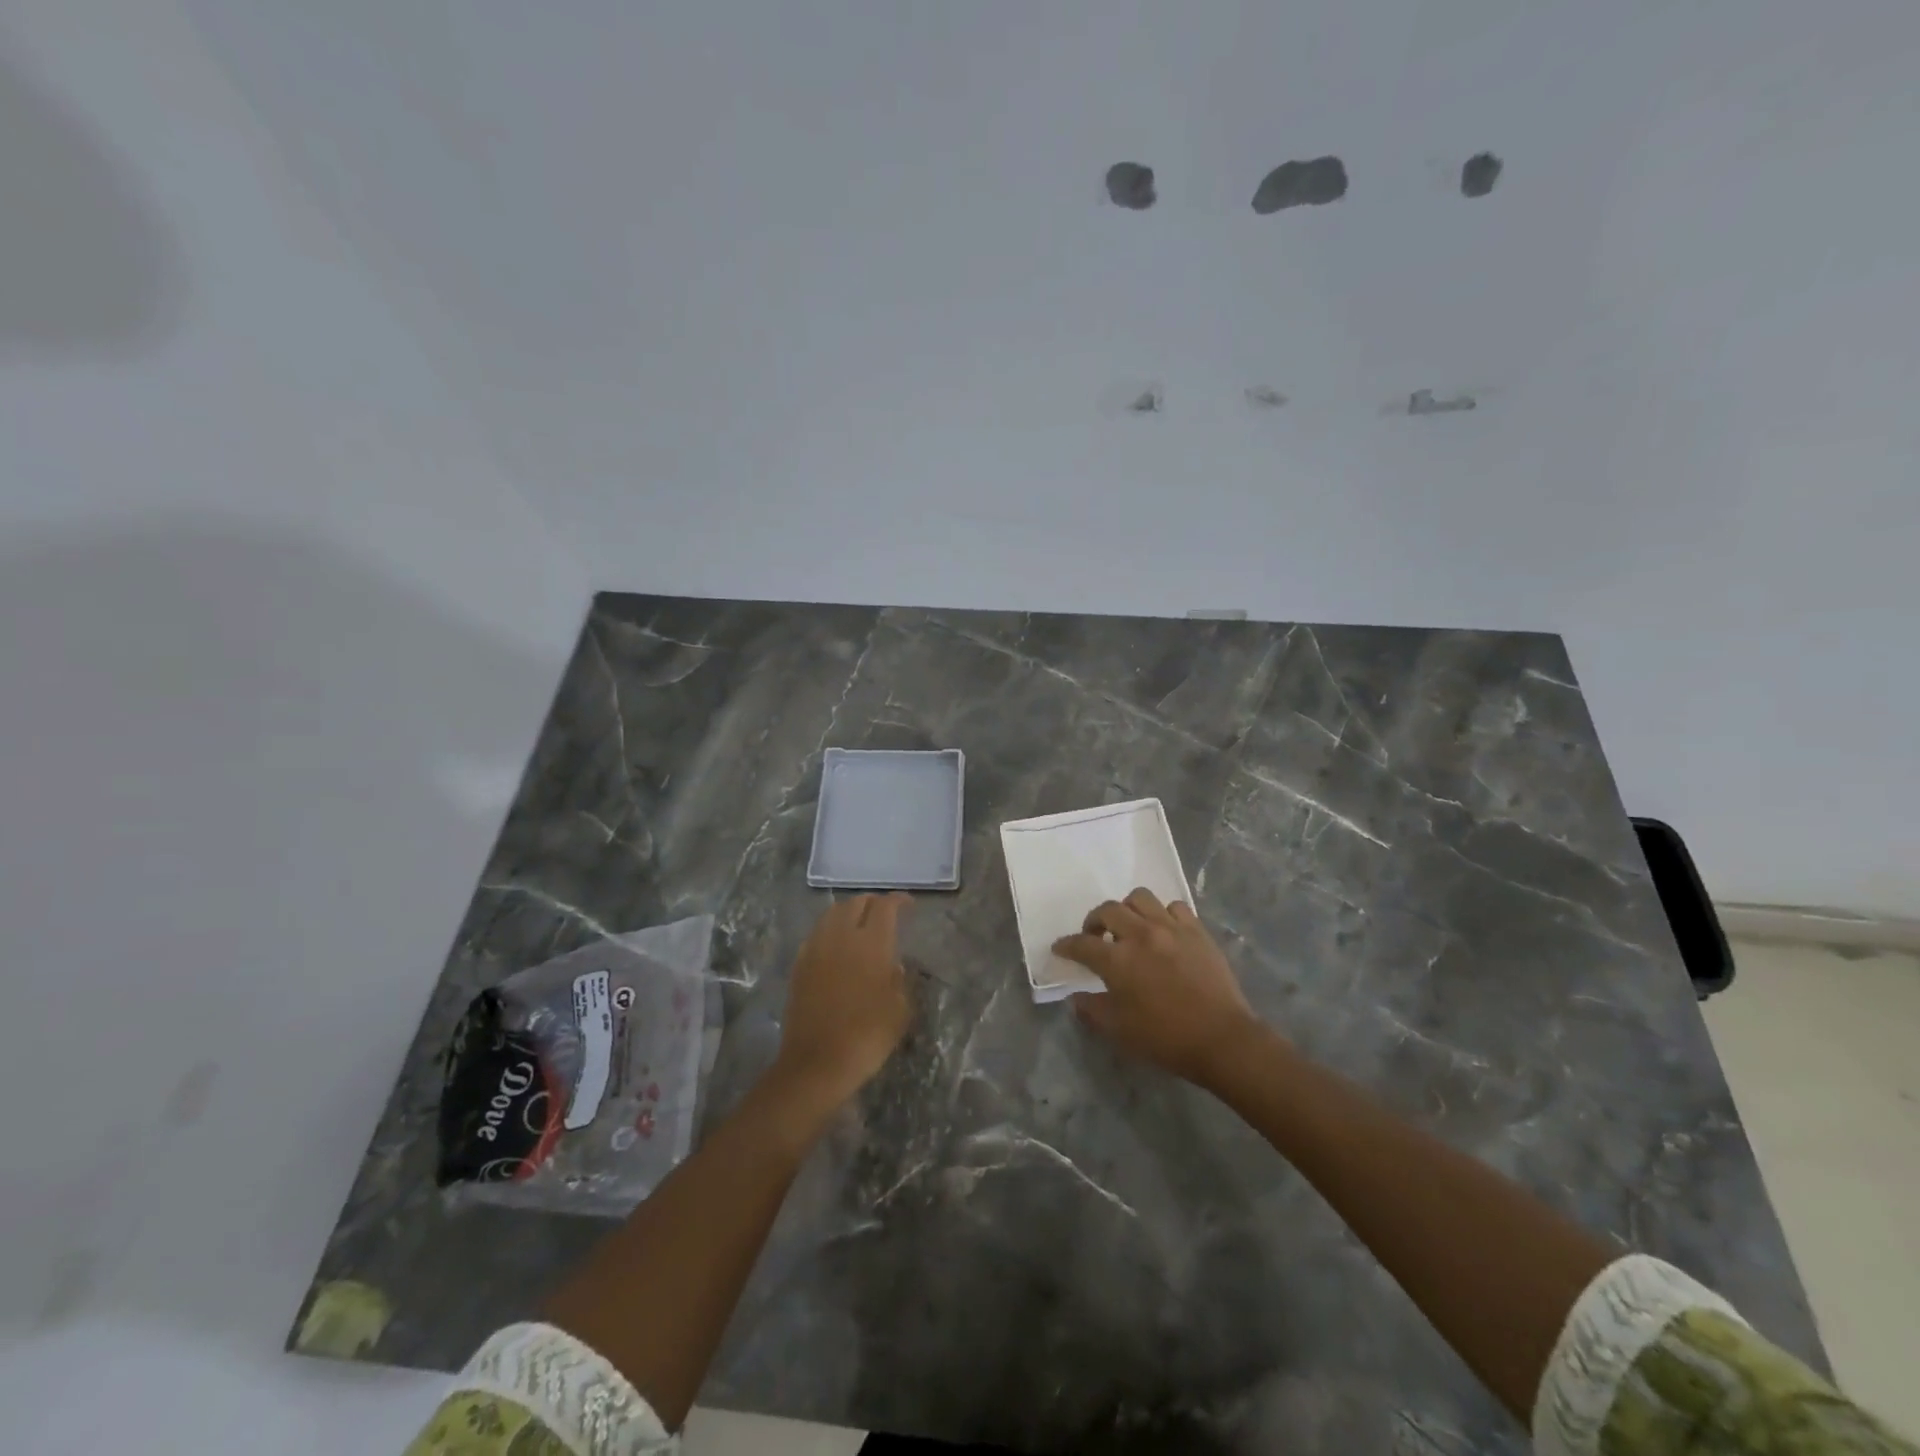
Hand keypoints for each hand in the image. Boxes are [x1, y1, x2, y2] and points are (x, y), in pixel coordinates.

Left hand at [774, 893, 912, 1104]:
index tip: (908, 905)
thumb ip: (900, 980)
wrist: (817, 1063)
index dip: (898, 900)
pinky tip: (836, 945)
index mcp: (872, 943)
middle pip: (855, 903)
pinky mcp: (799, 965)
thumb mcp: (900, 1010)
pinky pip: (816, 934)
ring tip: (859, 923)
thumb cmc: (867, 1036)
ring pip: (832, 914)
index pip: (884, 907)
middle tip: (884, 913)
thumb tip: (895, 966)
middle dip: (872, 902)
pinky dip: (829, 930)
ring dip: (848, 912)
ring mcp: (816, 949)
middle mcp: (841, 937)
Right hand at [1053, 887, 1259, 1084]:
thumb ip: (1092, 1010)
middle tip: (1095, 936)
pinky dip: (1163, 914)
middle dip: (1094, 921)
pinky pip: (1174, 907)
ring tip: (1129, 927)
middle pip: (1108, 910)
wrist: (1222, 1039)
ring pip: (1140, 898)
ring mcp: (1171, 928)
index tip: (1060, 948)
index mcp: (1118, 960)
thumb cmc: (1166, 1038)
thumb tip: (1077, 998)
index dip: (1066, 945)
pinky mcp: (1196, 930)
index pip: (1081, 944)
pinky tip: (1163, 931)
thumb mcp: (1119, 1031)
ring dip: (1128, 909)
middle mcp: (1141, 934)